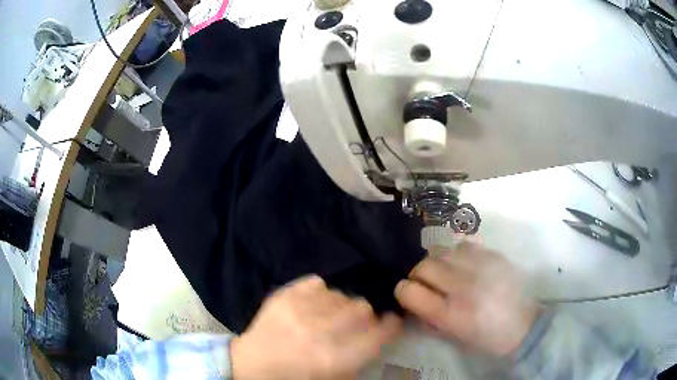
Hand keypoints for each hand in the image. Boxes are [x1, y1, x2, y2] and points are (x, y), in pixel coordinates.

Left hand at [231, 275, 401, 379]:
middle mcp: (321, 332)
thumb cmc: (296, 377)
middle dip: (364, 316)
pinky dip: (319, 293)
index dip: (391, 325)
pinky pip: (317, 283)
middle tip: (354, 323)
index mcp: (336, 358)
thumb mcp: (335, 377)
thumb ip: (360, 358)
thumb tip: (378, 334)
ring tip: (328, 316)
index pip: (380, 333)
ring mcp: (300, 310)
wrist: (252, 365)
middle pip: (362, 307)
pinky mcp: (284, 296)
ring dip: (340, 306)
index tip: (390, 322)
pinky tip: (312, 305)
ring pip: (341, 294)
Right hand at [395, 242, 540, 356]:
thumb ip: (429, 317)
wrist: (525, 325)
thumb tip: (413, 299)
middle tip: (427, 283)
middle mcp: (463, 287)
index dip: (403, 290)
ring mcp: (480, 267)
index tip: (407, 292)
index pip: (410, 291)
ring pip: (442, 252)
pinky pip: (463, 246)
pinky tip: (465, 265)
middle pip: (423, 266)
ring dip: (438, 263)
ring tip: (448, 273)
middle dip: (418, 275)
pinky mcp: (493, 255)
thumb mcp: (454, 336)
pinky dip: (457, 255)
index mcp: (451, 314)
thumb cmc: (486, 338)